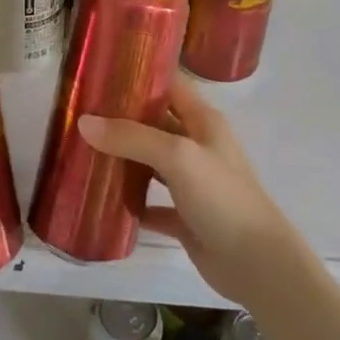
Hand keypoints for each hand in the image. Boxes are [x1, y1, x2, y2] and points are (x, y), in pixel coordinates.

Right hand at [77, 75, 298, 305]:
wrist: (258, 265)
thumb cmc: (222, 197)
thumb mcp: (177, 156)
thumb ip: (131, 137)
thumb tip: (83, 122)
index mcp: (203, 121)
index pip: (169, 86)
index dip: (140, 77)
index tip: (100, 74)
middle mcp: (198, 146)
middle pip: (155, 124)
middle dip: (122, 120)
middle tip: (81, 114)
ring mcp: (193, 184)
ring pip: (152, 163)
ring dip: (124, 160)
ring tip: (85, 152)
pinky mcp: (187, 218)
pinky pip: (153, 204)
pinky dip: (133, 203)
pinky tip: (106, 202)